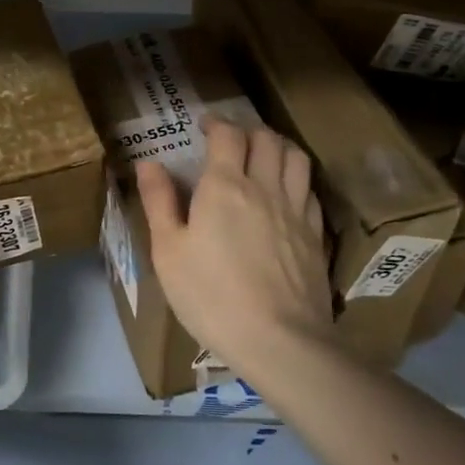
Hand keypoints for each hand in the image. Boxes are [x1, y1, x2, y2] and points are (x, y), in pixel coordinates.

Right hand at [135, 117, 331, 376]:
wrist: (280, 341)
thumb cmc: (211, 296)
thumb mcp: (168, 252)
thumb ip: (159, 202)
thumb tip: (148, 163)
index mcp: (225, 186)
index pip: (228, 134)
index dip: (216, 123)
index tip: (204, 127)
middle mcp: (265, 187)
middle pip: (266, 138)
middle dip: (248, 130)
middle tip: (232, 140)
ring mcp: (296, 210)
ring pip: (296, 157)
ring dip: (278, 146)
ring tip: (264, 156)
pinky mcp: (316, 235)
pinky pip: (309, 189)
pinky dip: (296, 179)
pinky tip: (286, 194)